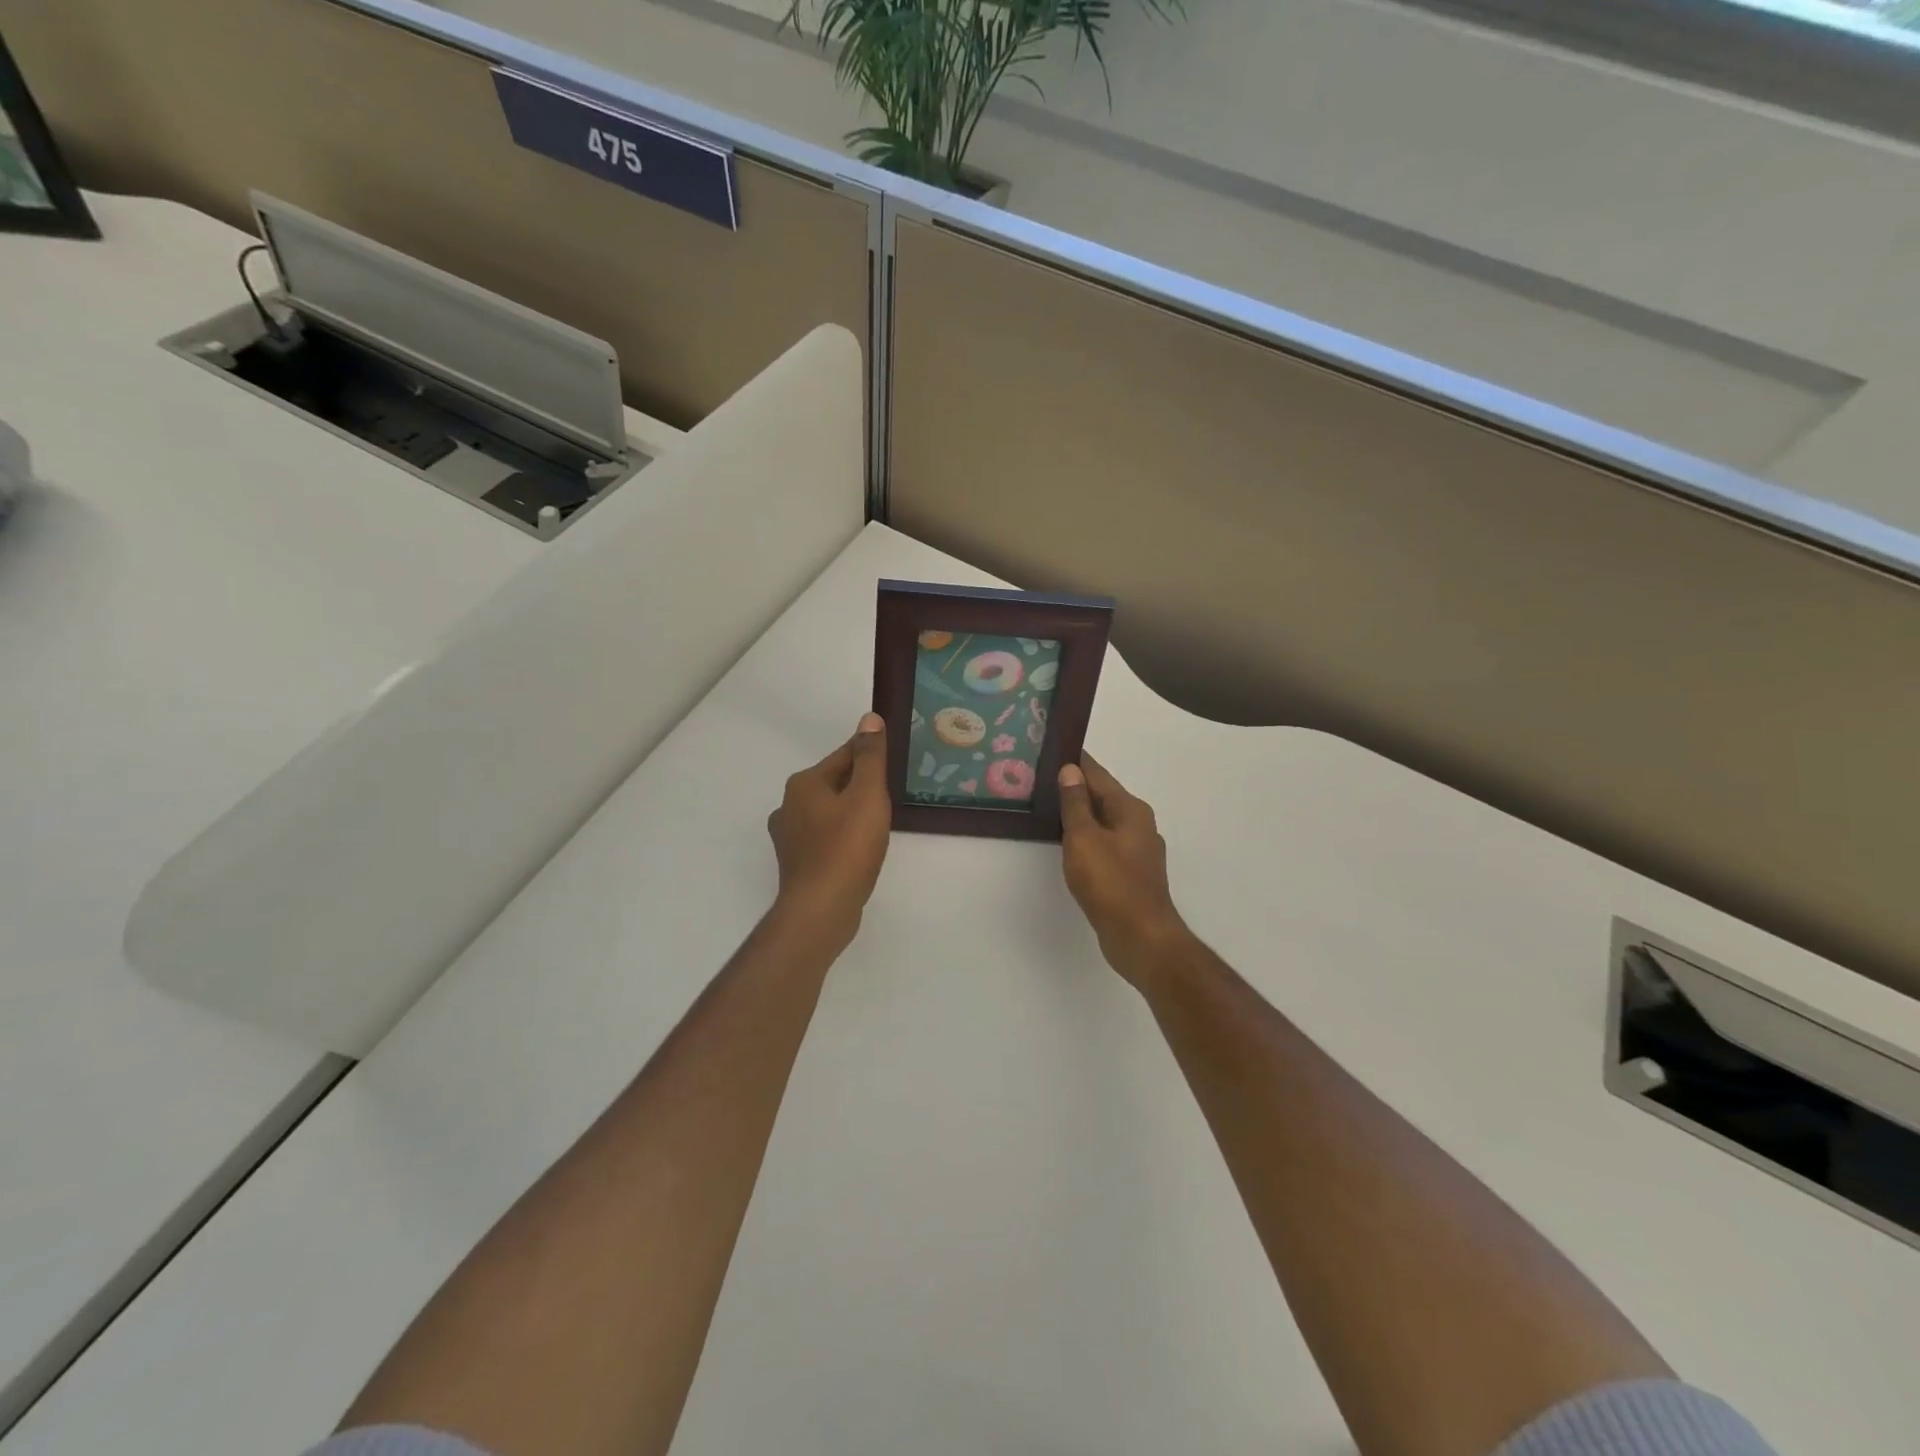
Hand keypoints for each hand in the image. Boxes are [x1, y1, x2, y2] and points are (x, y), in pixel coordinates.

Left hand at [767, 713, 893, 946]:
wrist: (820, 910)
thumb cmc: (847, 848)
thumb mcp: (867, 795)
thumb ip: (870, 756)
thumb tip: (869, 718)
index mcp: (804, 783)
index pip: (844, 755)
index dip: (870, 755)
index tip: (892, 759)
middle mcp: (789, 805)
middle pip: (834, 782)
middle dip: (861, 783)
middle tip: (892, 792)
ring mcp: (790, 836)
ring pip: (829, 811)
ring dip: (851, 810)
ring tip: (880, 820)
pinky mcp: (797, 862)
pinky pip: (825, 836)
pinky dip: (843, 835)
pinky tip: (860, 847)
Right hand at [1057, 757, 1190, 992]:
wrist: (1140, 937)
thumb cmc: (1111, 883)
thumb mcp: (1085, 838)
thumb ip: (1076, 803)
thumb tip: (1070, 770)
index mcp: (1130, 809)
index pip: (1098, 774)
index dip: (1074, 761)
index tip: (1050, 748)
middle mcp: (1138, 824)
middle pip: (1102, 796)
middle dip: (1074, 786)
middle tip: (1039, 778)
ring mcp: (1137, 850)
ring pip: (1103, 821)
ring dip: (1079, 813)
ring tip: (1047, 807)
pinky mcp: (1131, 873)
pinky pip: (1104, 843)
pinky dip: (1085, 837)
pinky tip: (1066, 843)